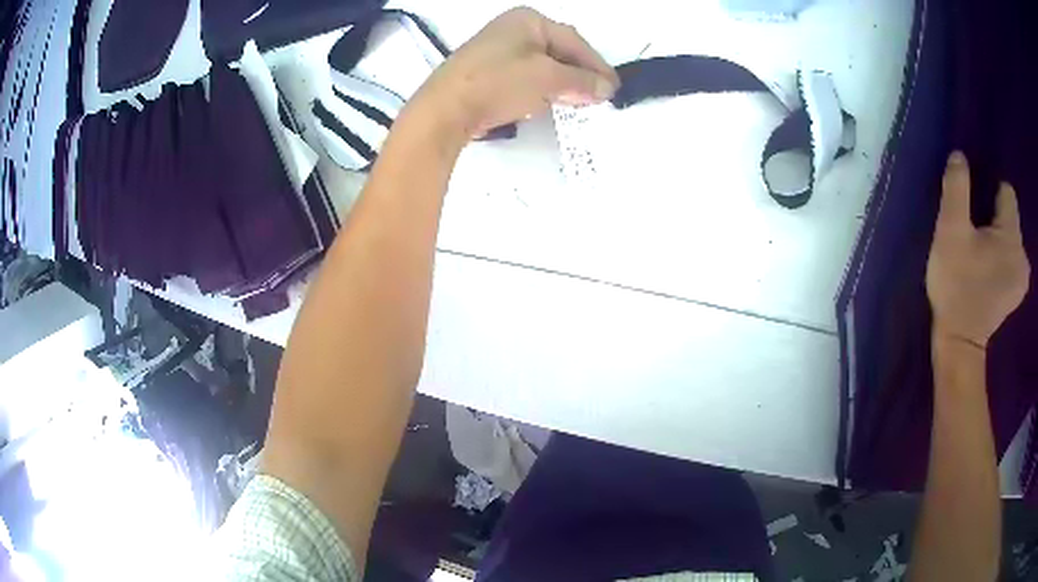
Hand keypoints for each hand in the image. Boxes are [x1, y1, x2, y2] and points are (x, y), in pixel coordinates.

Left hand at [412, 7, 618, 138]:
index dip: (597, 65)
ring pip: (541, 64)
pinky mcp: (485, 72)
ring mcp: (495, 50)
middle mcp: (511, 29)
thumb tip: (606, 88)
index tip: (613, 88)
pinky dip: (541, 88)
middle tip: (599, 96)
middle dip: (580, 73)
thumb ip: (581, 81)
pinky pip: (523, 76)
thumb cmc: (499, 83)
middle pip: (558, 50)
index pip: (574, 41)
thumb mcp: (548, 78)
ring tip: (579, 102)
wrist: (444, 111)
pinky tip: (548, 102)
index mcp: (527, 20)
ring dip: (562, 82)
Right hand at [926, 151, 1029, 347]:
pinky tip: (988, 271)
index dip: (989, 194)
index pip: (1006, 192)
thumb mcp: (950, 231)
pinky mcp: (1017, 292)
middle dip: (993, 219)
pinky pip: (1011, 258)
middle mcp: (1023, 255)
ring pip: (1010, 238)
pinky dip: (1001, 257)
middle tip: (975, 239)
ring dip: (997, 238)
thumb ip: (957, 188)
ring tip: (980, 256)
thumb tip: (960, 156)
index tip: (975, 212)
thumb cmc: (956, 285)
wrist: (959, 344)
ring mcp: (1022, 277)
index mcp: (1012, 236)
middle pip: (1009, 217)